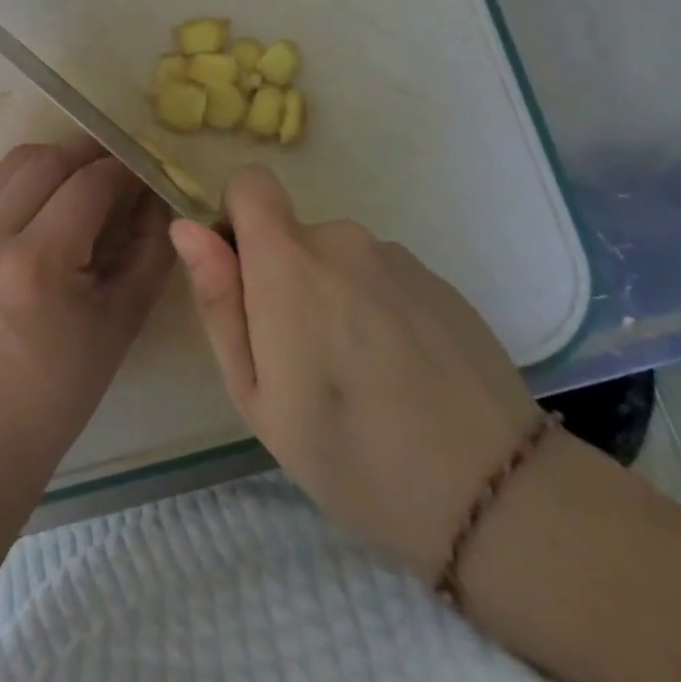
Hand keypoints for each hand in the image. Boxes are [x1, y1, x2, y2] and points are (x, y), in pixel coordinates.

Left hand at [0, 138, 173, 476]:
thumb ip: (149, 249)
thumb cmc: (62, 385)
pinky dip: (31, 176)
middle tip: (123, 173)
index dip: (125, 171)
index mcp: (36, 263)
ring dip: (59, 159)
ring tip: (90, 181)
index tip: (148, 174)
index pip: (89, 184)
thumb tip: (158, 195)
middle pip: (50, 159)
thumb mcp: (123, 319)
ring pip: (19, 159)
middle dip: (93, 156)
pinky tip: (54, 198)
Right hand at [169, 165, 537, 579]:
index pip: (250, 184)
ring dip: (335, 298)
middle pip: (292, 235)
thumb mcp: (254, 393)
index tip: (246, 280)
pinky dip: (378, 310)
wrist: (495, 497)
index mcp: (288, 261)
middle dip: (286, 280)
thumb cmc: (348, 451)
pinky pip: (383, 278)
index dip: (237, 220)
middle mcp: (342, 240)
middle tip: (305, 361)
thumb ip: (217, 301)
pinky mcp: (439, 282)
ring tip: (361, 376)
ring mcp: (397, 259)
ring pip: (339, 261)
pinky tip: (403, 374)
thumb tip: (185, 227)